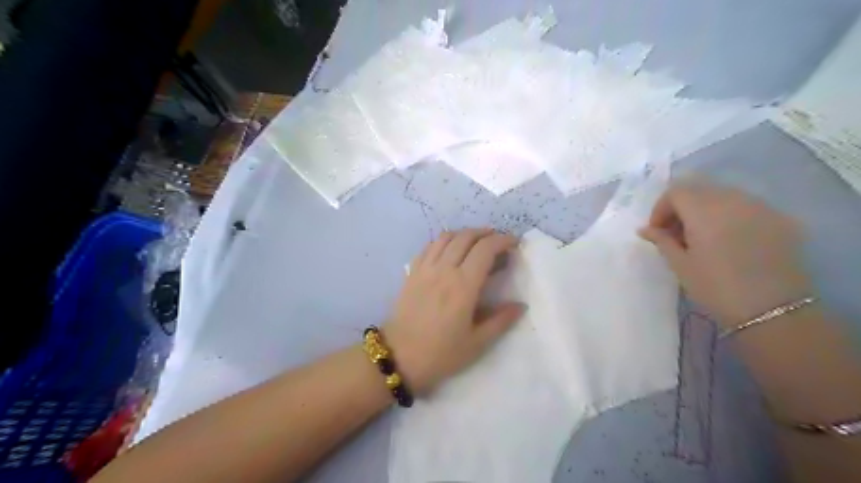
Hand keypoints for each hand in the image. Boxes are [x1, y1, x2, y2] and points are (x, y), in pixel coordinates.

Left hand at [384, 228, 525, 393]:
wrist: (399, 357)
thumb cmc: (441, 353)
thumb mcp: (477, 343)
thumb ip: (501, 321)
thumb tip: (521, 305)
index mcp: (463, 286)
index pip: (485, 249)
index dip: (502, 240)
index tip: (514, 243)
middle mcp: (444, 270)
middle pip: (466, 237)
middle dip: (486, 233)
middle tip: (498, 242)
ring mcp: (425, 268)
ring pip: (446, 237)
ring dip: (465, 234)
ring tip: (476, 242)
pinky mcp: (412, 272)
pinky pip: (429, 246)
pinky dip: (444, 241)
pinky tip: (450, 250)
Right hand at [639, 182, 816, 327]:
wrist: (773, 311)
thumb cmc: (715, 287)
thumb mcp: (680, 265)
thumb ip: (662, 240)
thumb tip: (645, 229)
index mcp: (704, 210)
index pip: (675, 191)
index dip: (661, 208)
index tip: (658, 231)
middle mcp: (733, 200)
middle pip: (700, 188)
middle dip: (682, 206)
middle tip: (676, 233)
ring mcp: (761, 207)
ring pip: (724, 195)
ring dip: (706, 209)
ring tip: (702, 237)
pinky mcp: (781, 219)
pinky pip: (747, 206)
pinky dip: (730, 216)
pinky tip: (730, 241)